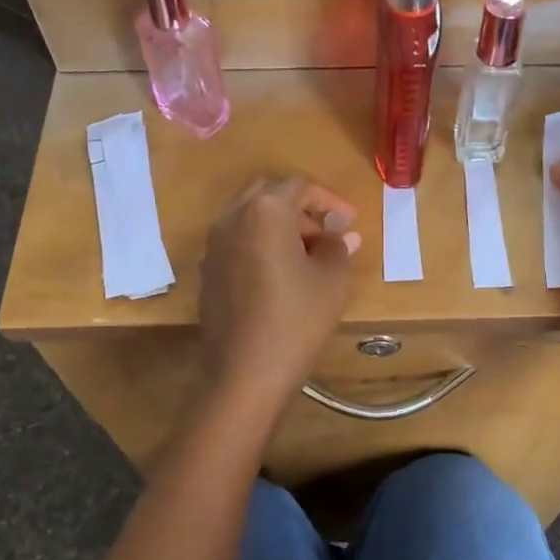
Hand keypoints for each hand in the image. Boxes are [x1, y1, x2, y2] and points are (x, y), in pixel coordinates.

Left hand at [198, 177, 360, 416]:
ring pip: (250, 218)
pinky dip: (261, 245)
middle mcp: (232, 218)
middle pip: (269, 195)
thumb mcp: (331, 281)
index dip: (331, 200)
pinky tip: (282, 275)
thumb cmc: (296, 320)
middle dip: (301, 208)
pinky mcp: (207, 272)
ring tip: (309, 256)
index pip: (300, 186)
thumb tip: (342, 234)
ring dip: (280, 227)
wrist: (244, 373)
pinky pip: (238, 242)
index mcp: (264, 211)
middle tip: (327, 233)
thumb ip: (338, 247)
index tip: (351, 220)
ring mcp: (213, 245)